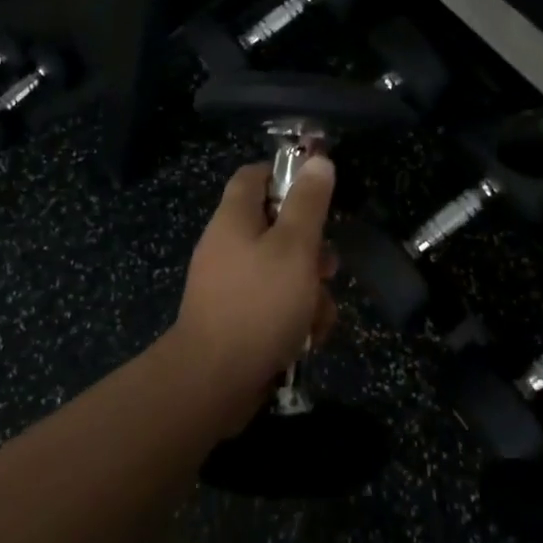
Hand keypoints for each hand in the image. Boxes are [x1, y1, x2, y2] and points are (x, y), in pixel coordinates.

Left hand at [171, 159, 339, 431]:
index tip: (319, 192)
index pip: (254, 176)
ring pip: (283, 271)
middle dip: (311, 248)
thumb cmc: (259, 304)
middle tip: (328, 266)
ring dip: (310, 290)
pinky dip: (295, 316)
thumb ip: (308, 203)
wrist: (214, 381)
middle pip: (277, 227)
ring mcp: (231, 284)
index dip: (286, 175)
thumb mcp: (294, 247)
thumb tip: (318, 160)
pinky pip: (274, 304)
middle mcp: (228, 246)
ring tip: (320, 314)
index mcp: (234, 219)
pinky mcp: (238, 318)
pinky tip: (308, 338)